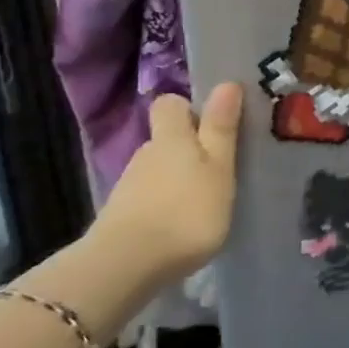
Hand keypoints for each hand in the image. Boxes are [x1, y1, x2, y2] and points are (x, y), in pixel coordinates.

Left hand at [91, 84, 241, 290]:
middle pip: (166, 139)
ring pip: (157, 170)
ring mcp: (130, 186)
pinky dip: (163, 206)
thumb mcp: (217, 168)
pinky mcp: (122, 216)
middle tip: (217, 170)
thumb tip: (226, 83)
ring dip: (177, 180)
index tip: (213, 125)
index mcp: (172, 137)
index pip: (170, 104)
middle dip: (188, 149)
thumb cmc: (186, 210)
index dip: (189, 109)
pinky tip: (178, 227)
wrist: (126, 265)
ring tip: (202, 204)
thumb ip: (221, 128)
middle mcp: (146, 154)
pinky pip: (148, 199)